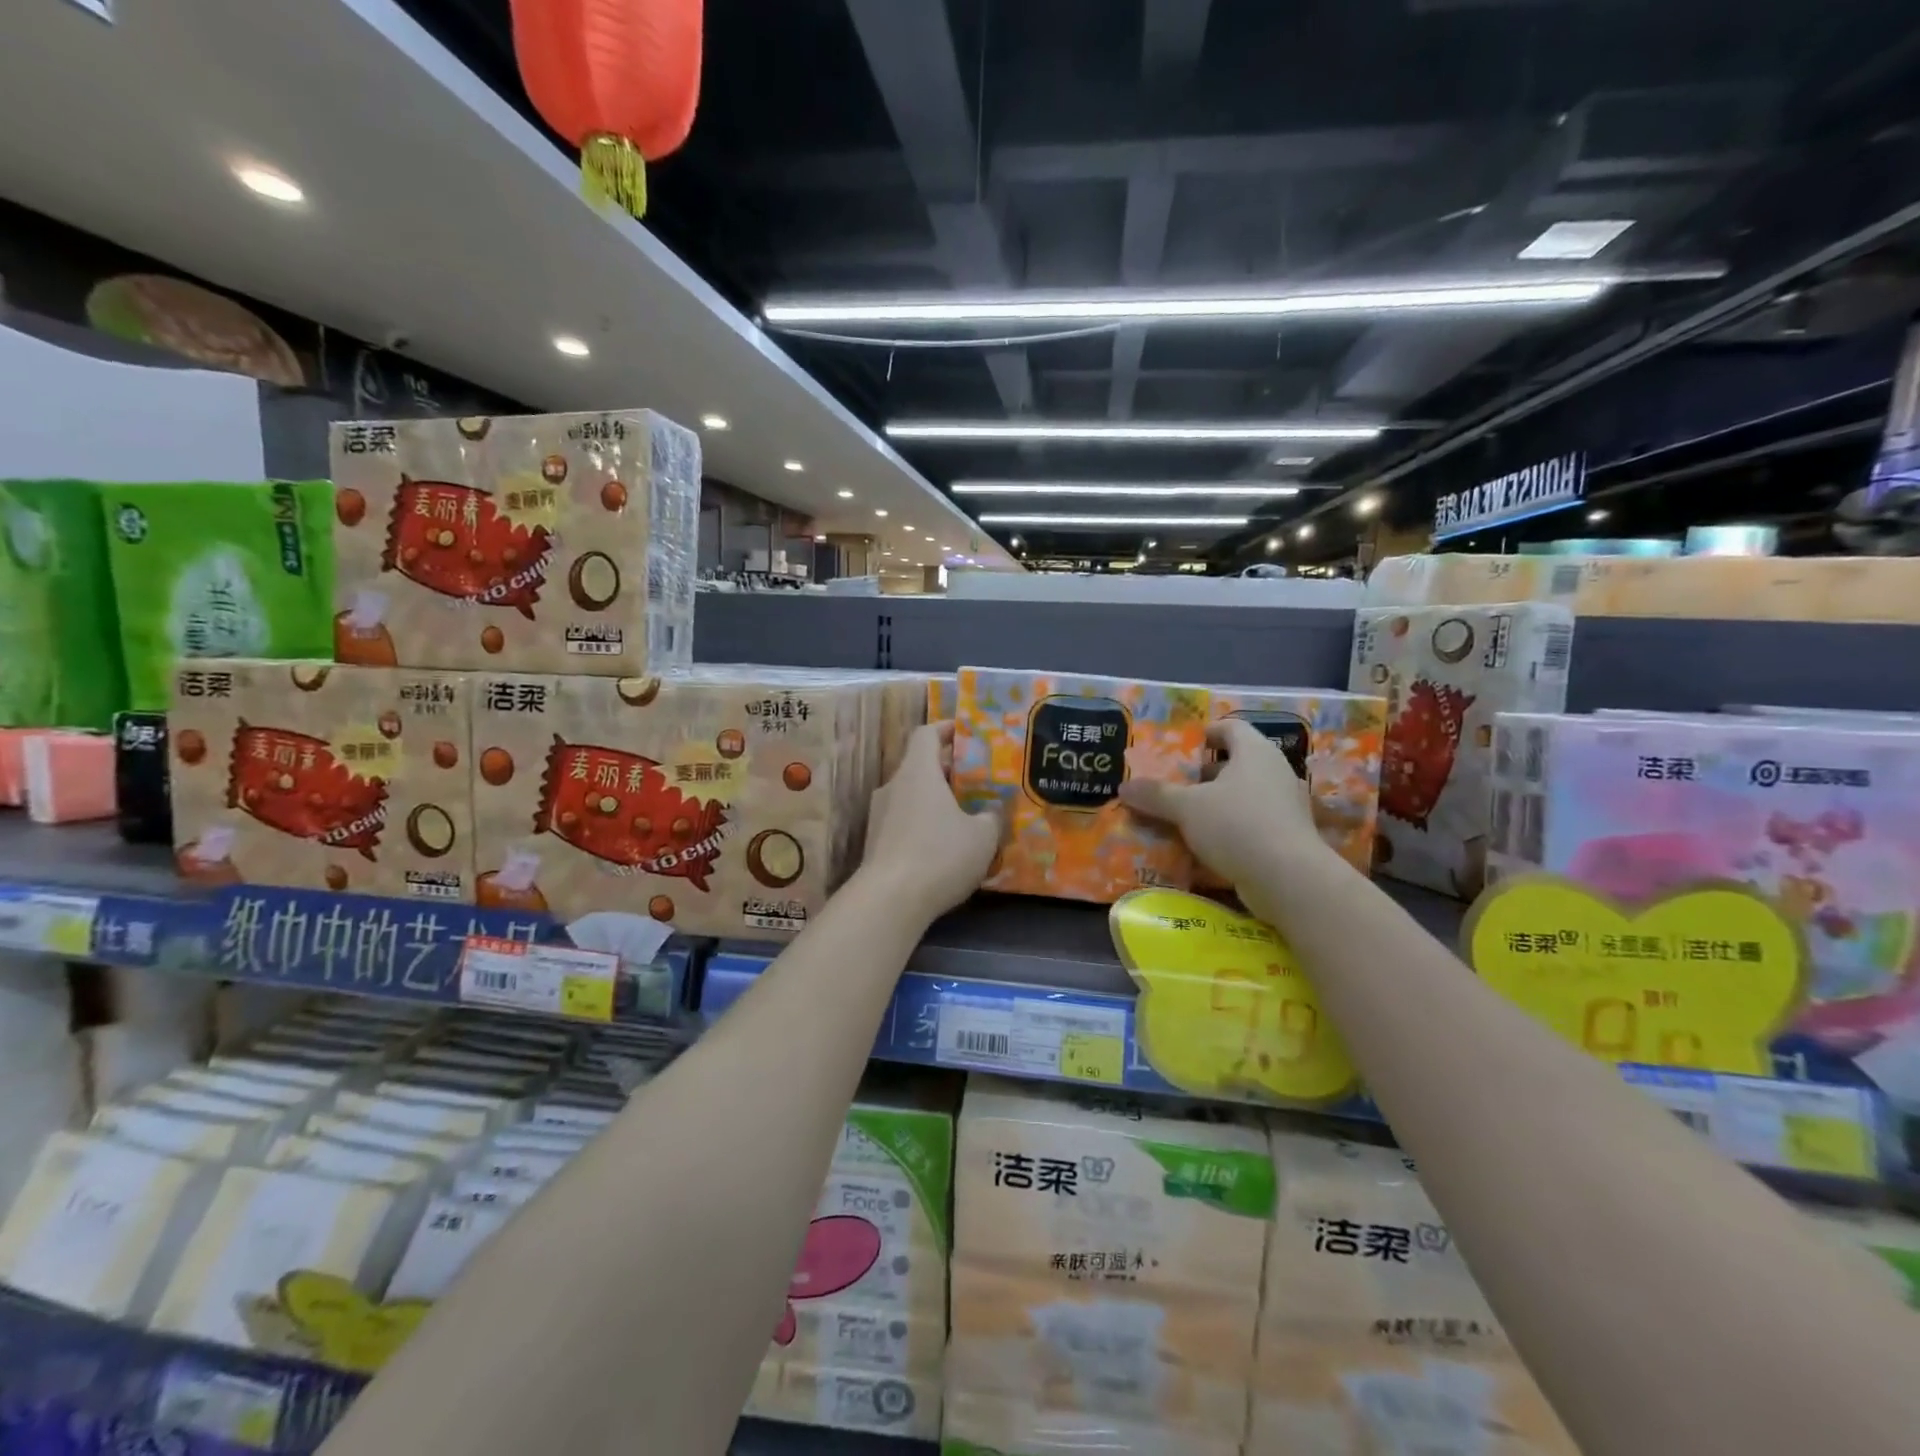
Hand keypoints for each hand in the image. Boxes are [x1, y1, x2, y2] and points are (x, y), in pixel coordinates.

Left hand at [859, 722, 1001, 923]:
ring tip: (964, 813)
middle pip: (919, 764)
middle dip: (947, 769)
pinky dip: (923, 822)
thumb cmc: (939, 855)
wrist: (889, 901)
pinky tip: (944, 844)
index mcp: (918, 772)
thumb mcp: (982, 837)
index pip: (926, 734)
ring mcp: (879, 814)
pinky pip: (903, 820)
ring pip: (911, 794)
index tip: (966, 733)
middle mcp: (894, 786)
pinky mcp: (875, 842)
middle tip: (977, 779)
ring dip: (935, 798)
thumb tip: (993, 811)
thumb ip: (992, 818)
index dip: (946, 729)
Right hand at [1120, 718, 1329, 892]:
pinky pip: (1252, 822)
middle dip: (1204, 773)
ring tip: (1183, 815)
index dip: (1206, 733)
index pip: (1230, 728)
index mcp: (1254, 752)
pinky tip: (1205, 844)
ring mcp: (1285, 805)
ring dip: (1215, 803)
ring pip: (1243, 794)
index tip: (1182, 747)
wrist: (1288, 878)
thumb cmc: (1237, 825)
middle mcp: (1274, 771)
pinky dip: (1229, 827)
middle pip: (1236, 762)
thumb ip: (1155, 795)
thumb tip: (1123, 787)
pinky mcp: (1287, 835)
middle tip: (1174, 784)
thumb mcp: (1186, 808)